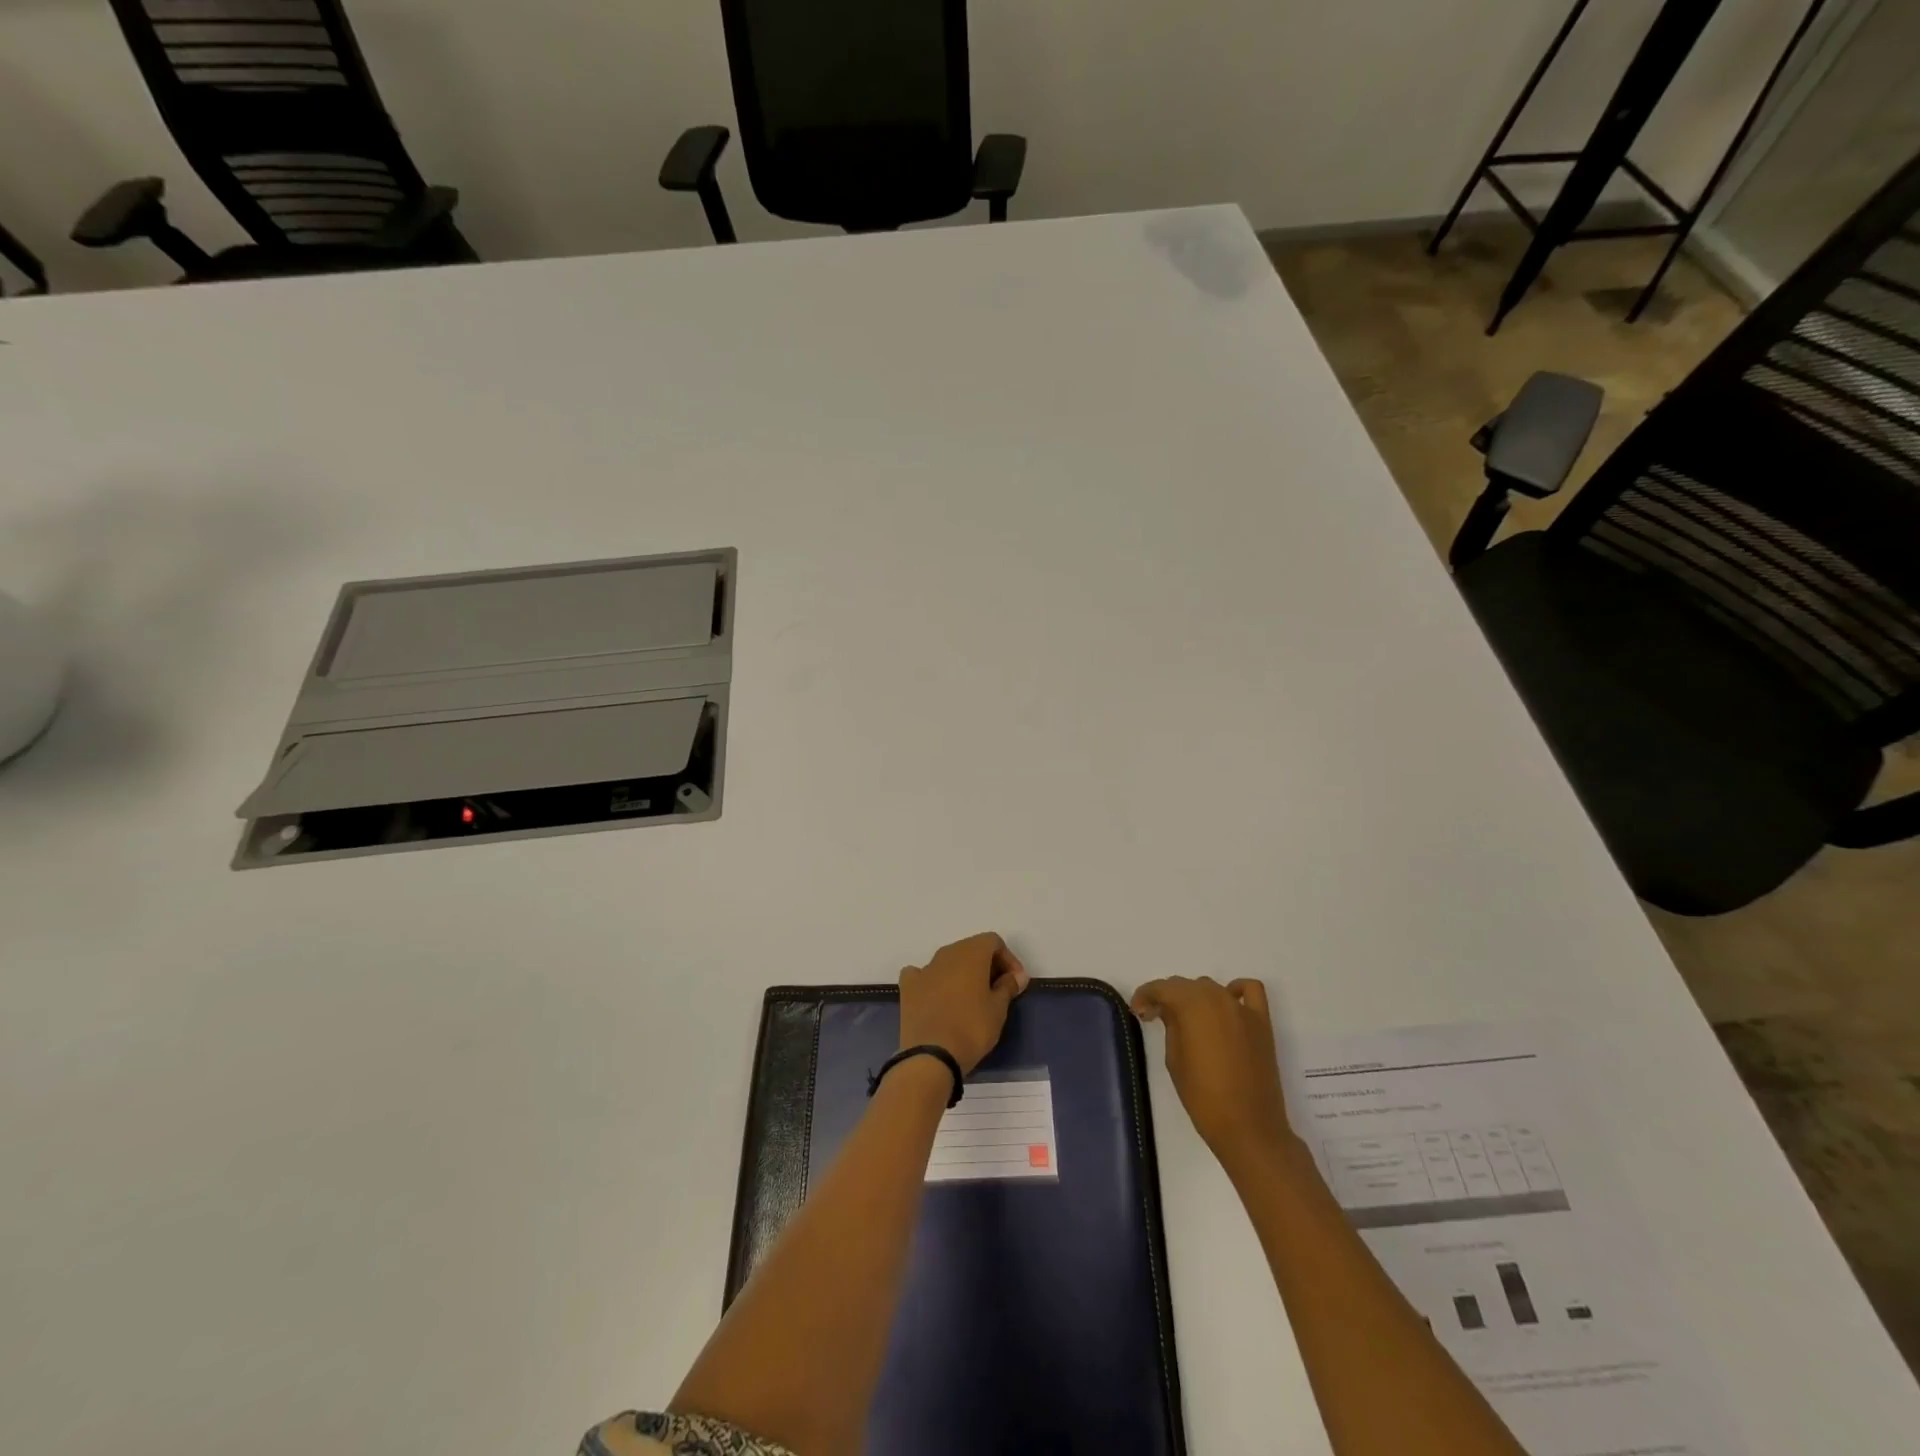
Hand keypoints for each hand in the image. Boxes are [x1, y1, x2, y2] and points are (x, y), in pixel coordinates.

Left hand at [898, 932, 1029, 1073]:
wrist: (931, 1055)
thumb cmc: (972, 1028)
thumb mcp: (998, 1009)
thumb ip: (1008, 987)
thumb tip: (1015, 976)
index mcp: (971, 952)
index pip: (993, 942)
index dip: (1008, 959)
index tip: (1015, 982)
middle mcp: (946, 953)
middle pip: (971, 949)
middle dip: (986, 965)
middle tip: (997, 991)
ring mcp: (924, 969)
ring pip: (948, 962)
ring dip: (962, 973)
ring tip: (971, 998)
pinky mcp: (908, 987)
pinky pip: (923, 975)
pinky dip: (934, 981)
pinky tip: (939, 998)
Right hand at [1133, 976, 1295, 1176]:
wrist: (1249, 1128)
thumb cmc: (1203, 1097)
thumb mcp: (1174, 1060)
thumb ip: (1170, 1026)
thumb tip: (1167, 1010)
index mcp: (1192, 1005)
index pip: (1162, 988)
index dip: (1145, 995)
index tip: (1137, 1010)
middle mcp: (1218, 997)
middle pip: (1186, 985)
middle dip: (1167, 997)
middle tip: (1155, 1016)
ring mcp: (1243, 1009)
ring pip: (1212, 988)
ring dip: (1195, 996)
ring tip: (1186, 1018)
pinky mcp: (1262, 1023)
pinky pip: (1250, 991)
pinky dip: (1236, 990)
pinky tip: (1226, 1005)